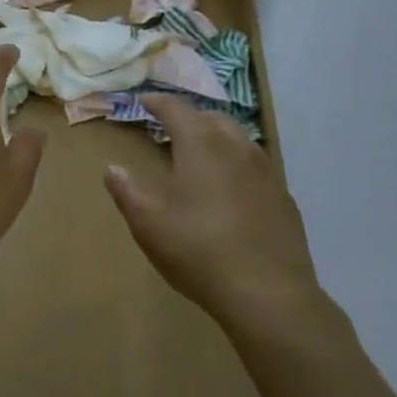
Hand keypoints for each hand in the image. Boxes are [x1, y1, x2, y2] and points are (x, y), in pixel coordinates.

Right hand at [104, 95, 333, 336]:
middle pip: (211, 117)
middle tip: (170, 129)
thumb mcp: (149, 225)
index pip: (176, 108)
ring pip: (238, 138)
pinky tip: (231, 190)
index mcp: (201, 145)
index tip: (143, 101)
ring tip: (201, 155)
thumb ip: (127, 192)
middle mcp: (236, 146)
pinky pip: (256, 166)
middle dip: (189, 117)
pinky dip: (237, 164)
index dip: (157, 102)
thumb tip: (112, 169)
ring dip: (216, 137)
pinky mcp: (284, 196)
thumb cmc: (200, 252)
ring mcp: (266, 171)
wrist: (270, 295)